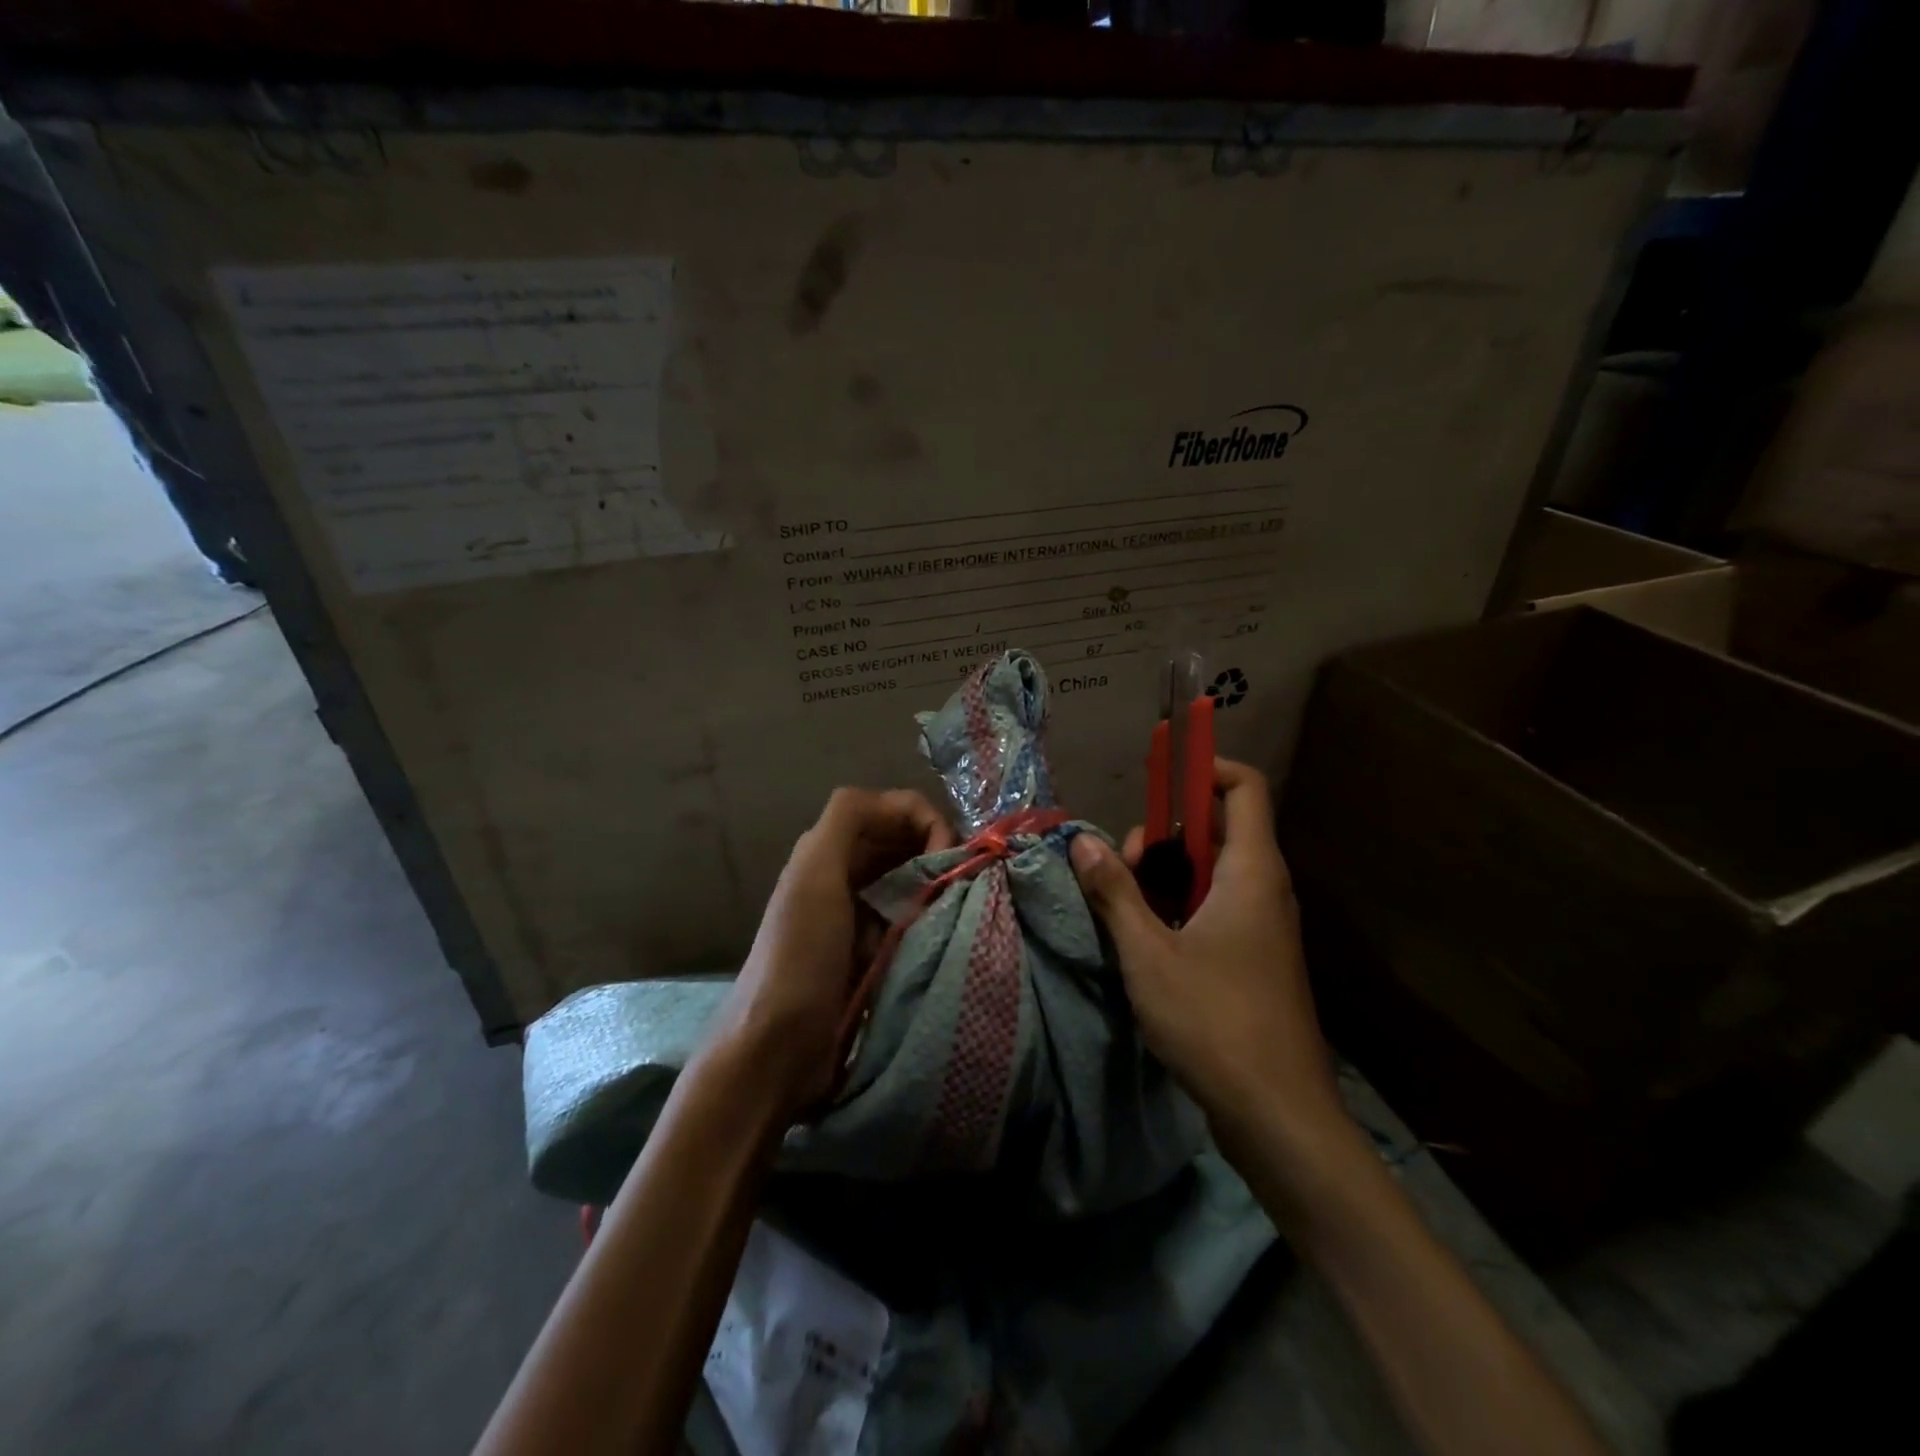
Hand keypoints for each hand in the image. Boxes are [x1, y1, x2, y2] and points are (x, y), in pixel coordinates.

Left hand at [702, 788, 954, 1121]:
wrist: (776, 1048)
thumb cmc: (800, 955)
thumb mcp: (816, 875)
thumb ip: (848, 820)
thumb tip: (907, 806)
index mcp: (829, 849)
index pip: (893, 810)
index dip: (926, 821)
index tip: (951, 857)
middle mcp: (845, 874)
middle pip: (905, 842)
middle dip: (939, 851)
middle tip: (964, 882)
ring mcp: (860, 916)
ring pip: (913, 880)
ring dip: (938, 885)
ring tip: (960, 905)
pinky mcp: (874, 953)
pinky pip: (912, 920)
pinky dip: (932, 918)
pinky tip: (945, 931)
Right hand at [1068, 758, 1341, 1139]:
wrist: (1278, 1116)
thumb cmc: (1214, 1022)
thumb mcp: (1149, 953)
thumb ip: (1115, 892)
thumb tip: (1083, 843)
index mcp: (1251, 872)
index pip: (1243, 787)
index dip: (1204, 768)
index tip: (1156, 778)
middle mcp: (1264, 888)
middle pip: (1217, 828)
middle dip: (1163, 834)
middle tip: (1122, 868)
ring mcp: (1263, 925)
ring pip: (1211, 872)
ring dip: (1165, 876)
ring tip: (1125, 909)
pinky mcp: (1255, 958)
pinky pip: (1215, 907)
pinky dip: (1179, 907)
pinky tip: (1146, 942)